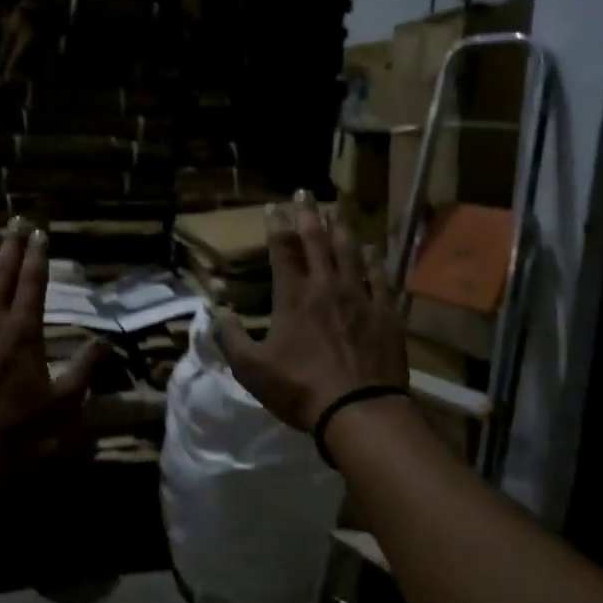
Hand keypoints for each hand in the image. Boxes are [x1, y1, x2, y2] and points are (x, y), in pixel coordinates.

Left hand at [0, 220, 107, 488]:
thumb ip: (84, 371)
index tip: (40, 233)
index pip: (33, 282)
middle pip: (1, 272)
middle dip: (11, 245)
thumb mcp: (61, 406)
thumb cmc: (13, 432)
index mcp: (23, 332)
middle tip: (17, 222)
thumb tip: (104, 344)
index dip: (37, 255)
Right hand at [214, 192, 408, 432]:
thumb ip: (230, 339)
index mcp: (294, 298)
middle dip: (308, 215)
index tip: (274, 207)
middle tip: (304, 192)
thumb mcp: (251, 370)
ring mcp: (361, 297)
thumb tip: (216, 312)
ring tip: (336, 211)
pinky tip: (371, 249)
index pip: (283, 253)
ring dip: (341, 228)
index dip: (277, 228)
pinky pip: (380, 276)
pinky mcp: (386, 312)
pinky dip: (372, 259)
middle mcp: (327, 287)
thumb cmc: (300, 389)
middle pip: (317, 242)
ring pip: (350, 252)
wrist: (358, 410)